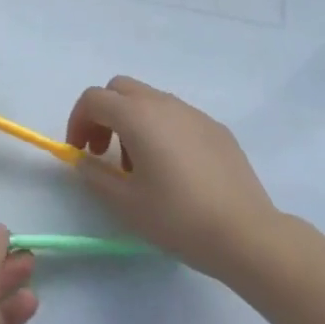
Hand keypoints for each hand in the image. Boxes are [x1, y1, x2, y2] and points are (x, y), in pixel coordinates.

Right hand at [66, 77, 276, 280]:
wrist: (246, 234)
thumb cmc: (178, 218)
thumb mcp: (126, 204)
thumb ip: (95, 176)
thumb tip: (84, 160)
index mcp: (137, 115)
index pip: (94, 99)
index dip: (78, 121)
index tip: (80, 153)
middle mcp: (164, 103)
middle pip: (120, 89)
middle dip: (104, 114)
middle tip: (103, 152)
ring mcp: (193, 112)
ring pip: (150, 100)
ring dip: (132, 122)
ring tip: (139, 167)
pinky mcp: (216, 128)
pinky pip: (177, 116)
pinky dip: (161, 130)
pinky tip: (174, 170)